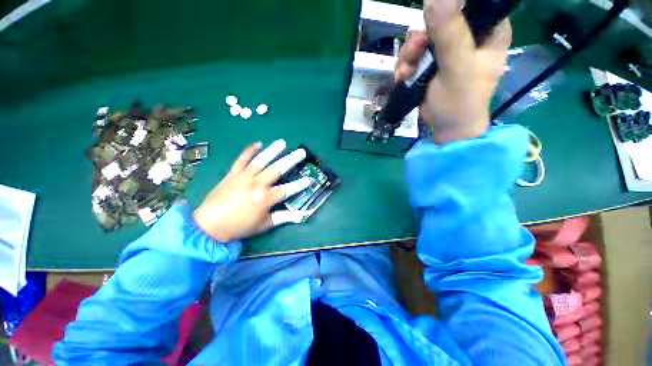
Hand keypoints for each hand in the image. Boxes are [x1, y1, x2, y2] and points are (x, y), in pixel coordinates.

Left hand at [193, 139, 311, 242]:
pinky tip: (258, 144)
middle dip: (291, 160)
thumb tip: (301, 216)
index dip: (301, 184)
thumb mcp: (265, 225)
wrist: (209, 226)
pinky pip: (242, 159)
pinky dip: (249, 151)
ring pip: (261, 161)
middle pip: (278, 170)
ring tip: (282, 142)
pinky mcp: (233, 174)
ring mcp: (244, 177)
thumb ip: (283, 217)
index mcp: (266, 199)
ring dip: (273, 151)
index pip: (289, 189)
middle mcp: (257, 185)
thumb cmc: (240, 227)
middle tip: (301, 152)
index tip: (311, 179)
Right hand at [395, 0, 511, 143]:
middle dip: (422, 36)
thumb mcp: (457, 66)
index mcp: (488, 31)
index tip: (432, 22)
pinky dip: (405, 64)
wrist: (445, 128)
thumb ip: (449, 32)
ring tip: (406, 71)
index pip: (472, 4)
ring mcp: (448, 50)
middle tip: (415, 51)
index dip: (450, 6)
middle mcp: (469, 36)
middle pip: (440, 19)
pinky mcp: (431, 64)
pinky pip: (414, 54)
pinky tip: (403, 76)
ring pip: (422, 37)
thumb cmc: (460, 101)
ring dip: (409, 54)